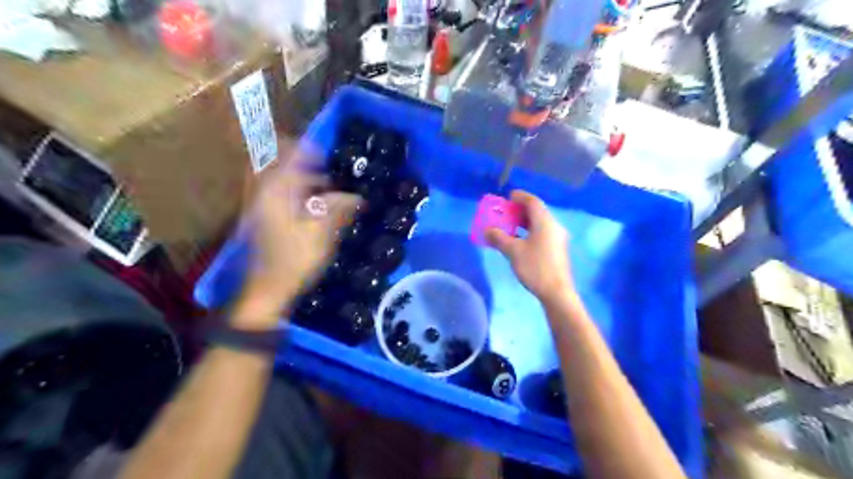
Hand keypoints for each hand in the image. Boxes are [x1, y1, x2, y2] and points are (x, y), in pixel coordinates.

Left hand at [233, 157, 360, 328]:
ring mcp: (263, 205)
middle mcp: (266, 191)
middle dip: (311, 162)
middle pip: (287, 164)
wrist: (269, 289)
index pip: (292, 154)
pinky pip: (285, 194)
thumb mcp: (322, 232)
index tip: (334, 151)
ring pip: (286, 179)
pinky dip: (301, 192)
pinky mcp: (267, 217)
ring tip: (333, 185)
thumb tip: (357, 195)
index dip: (313, 148)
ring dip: (307, 178)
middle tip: (337, 168)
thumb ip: (338, 207)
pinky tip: (319, 204)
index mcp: (277, 190)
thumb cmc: (296, 259)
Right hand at [486, 190, 572, 302]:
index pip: (533, 202)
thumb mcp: (513, 251)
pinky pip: (542, 233)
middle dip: (520, 210)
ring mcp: (557, 238)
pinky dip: (529, 231)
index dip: (520, 197)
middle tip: (505, 212)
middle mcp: (554, 226)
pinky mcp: (557, 249)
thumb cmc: (535, 267)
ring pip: (539, 223)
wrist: (557, 292)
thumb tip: (487, 230)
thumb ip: (499, 238)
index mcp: (545, 222)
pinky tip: (519, 240)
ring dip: (524, 222)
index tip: (508, 197)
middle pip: (537, 211)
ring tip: (509, 226)